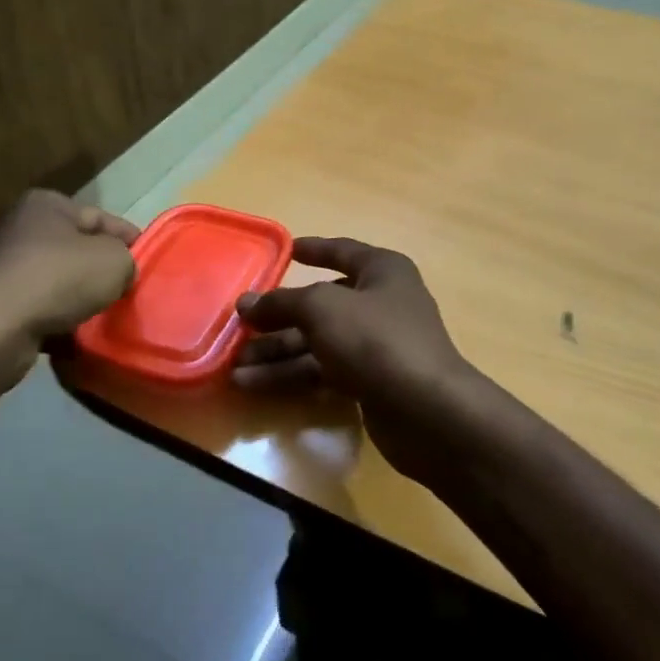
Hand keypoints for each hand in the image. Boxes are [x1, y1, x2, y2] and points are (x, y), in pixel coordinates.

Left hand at [0, 190, 137, 382]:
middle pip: (80, 250)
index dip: (132, 241)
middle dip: (105, 272)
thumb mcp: (114, 260)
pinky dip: (60, 321)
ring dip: (83, 299)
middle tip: (132, 293)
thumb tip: (121, 271)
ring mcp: (5, 268)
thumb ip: (128, 259)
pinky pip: (42, 310)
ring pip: (61, 282)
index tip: (150, 265)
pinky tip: (79, 336)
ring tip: (109, 317)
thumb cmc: (58, 278)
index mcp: (48, 205)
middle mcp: (22, 229)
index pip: (103, 218)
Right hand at [235, 238, 495, 486]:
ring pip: (318, 342)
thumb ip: (282, 302)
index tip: (288, 249)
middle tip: (238, 328)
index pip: (343, 252)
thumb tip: (247, 303)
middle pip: (321, 305)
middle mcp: (381, 304)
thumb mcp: (322, 309)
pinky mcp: (370, 382)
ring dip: (277, 353)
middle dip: (279, 317)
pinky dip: (291, 375)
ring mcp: (376, 345)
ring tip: (234, 368)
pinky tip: (254, 385)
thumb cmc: (376, 339)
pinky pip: (323, 371)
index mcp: (382, 271)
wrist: (425, 410)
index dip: (315, 249)